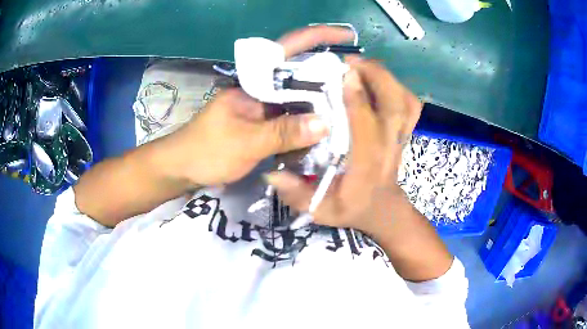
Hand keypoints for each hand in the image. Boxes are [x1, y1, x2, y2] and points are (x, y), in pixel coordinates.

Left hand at [162, 26, 355, 185]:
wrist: (182, 169)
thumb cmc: (205, 150)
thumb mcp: (244, 141)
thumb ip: (283, 132)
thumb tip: (325, 123)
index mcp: (253, 81)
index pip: (288, 49)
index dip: (318, 38)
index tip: (346, 37)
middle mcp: (262, 89)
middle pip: (301, 75)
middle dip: (330, 78)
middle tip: (360, 88)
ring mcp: (264, 108)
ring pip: (299, 100)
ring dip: (322, 105)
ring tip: (352, 112)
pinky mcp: (264, 126)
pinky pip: (293, 121)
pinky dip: (309, 127)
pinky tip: (327, 135)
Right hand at [266, 58, 422, 234]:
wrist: (383, 209)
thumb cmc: (351, 208)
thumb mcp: (320, 211)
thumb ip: (297, 195)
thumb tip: (271, 174)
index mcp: (367, 166)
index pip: (368, 129)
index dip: (358, 99)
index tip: (344, 74)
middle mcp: (388, 148)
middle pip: (395, 106)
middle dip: (377, 77)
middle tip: (351, 61)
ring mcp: (401, 139)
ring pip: (406, 102)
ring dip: (388, 78)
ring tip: (363, 65)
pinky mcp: (404, 132)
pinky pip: (411, 105)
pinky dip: (398, 87)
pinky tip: (378, 80)